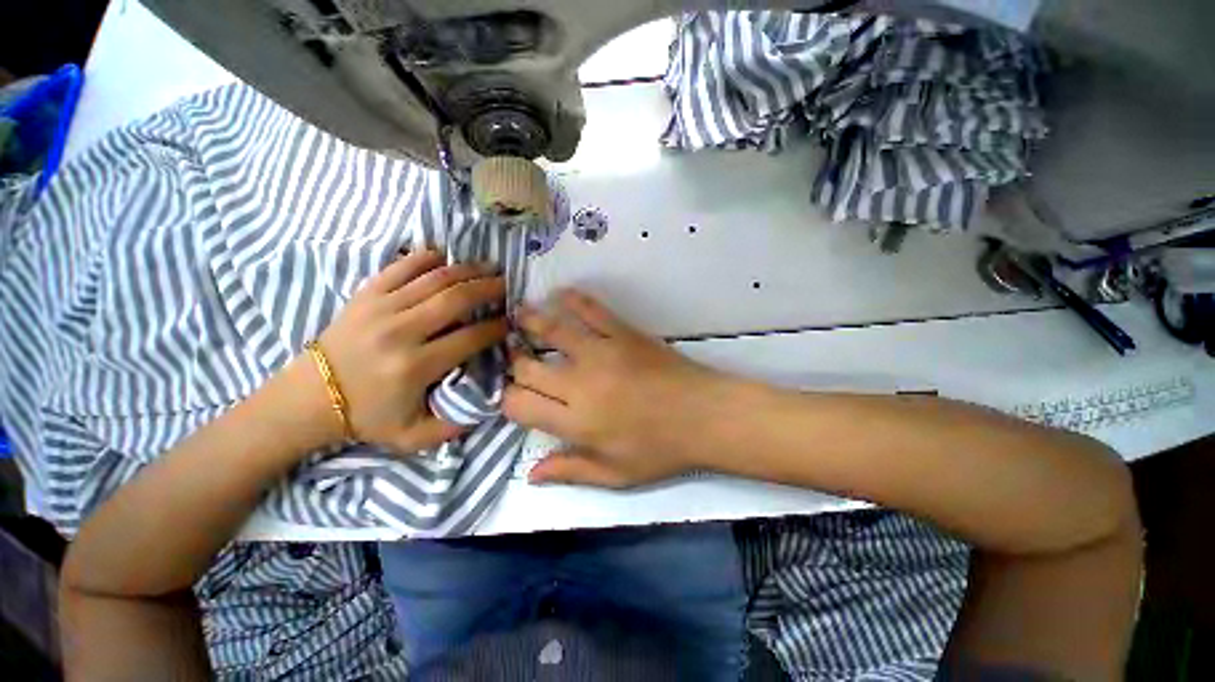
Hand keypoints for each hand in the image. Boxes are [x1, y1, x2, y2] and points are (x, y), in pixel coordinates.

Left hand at [314, 250, 507, 452]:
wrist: (308, 399)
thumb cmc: (366, 417)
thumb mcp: (413, 436)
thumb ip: (454, 426)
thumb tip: (489, 403)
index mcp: (415, 366)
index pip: (470, 337)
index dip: (497, 327)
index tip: (510, 323)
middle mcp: (400, 331)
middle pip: (456, 299)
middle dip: (489, 289)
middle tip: (507, 285)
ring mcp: (380, 308)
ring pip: (434, 278)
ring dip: (467, 270)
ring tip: (489, 268)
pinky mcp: (366, 295)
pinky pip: (402, 266)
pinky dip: (427, 258)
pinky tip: (447, 258)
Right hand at [503, 290, 729, 487]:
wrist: (705, 415)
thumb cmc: (662, 449)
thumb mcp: (617, 475)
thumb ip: (571, 471)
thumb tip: (531, 474)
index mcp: (577, 422)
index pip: (520, 404)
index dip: (509, 399)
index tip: (514, 396)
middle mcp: (581, 383)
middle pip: (529, 366)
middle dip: (515, 362)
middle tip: (515, 357)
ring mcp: (602, 352)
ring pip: (553, 330)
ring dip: (530, 321)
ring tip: (517, 315)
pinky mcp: (624, 333)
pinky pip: (592, 310)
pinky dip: (573, 299)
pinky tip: (560, 294)